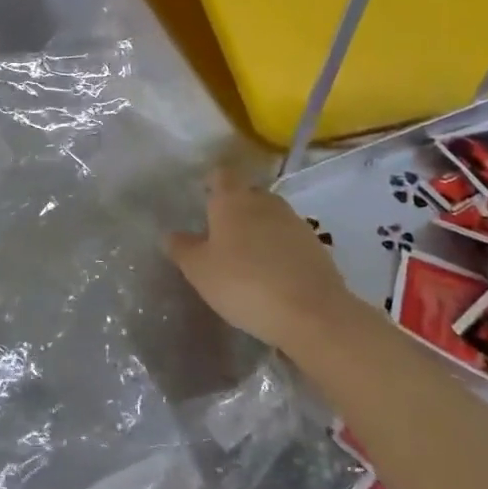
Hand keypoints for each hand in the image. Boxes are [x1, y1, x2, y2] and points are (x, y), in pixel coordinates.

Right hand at [166, 167, 349, 354]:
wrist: (312, 313)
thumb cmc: (244, 283)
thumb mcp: (199, 270)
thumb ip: (182, 248)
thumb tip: (170, 234)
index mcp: (233, 200)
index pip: (221, 174)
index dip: (212, 181)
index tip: (203, 195)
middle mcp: (265, 202)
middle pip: (247, 194)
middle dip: (235, 208)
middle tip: (220, 234)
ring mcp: (295, 223)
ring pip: (270, 217)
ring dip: (259, 230)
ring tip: (247, 258)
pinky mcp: (317, 247)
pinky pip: (289, 240)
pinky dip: (279, 251)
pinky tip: (273, 276)